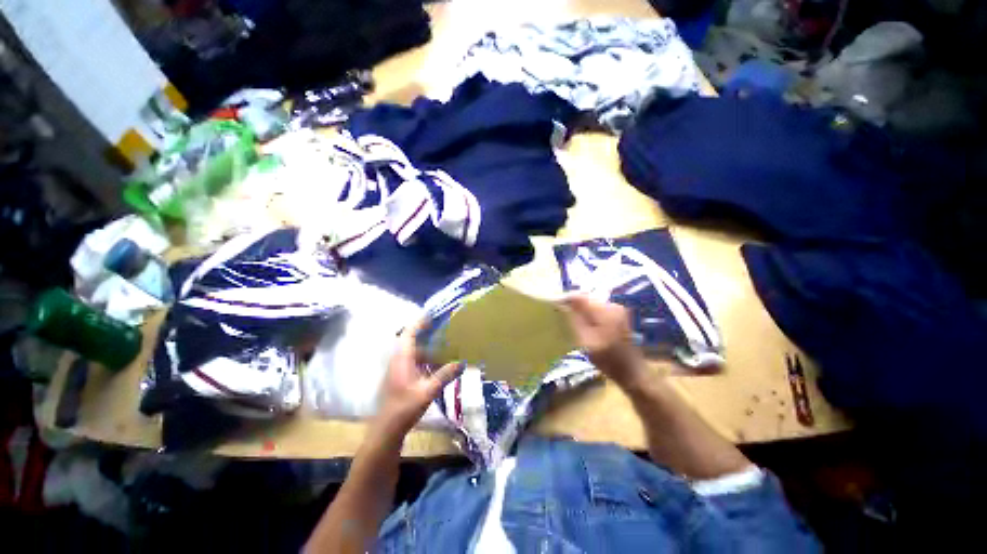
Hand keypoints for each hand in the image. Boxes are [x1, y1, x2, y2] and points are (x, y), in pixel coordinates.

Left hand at [375, 319, 461, 437]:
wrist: (387, 429)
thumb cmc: (405, 408)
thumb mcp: (428, 391)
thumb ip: (445, 375)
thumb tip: (462, 362)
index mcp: (402, 359)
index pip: (409, 333)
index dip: (419, 322)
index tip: (432, 314)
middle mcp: (398, 360)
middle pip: (411, 340)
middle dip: (426, 333)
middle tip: (443, 328)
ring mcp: (397, 369)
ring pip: (413, 351)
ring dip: (427, 348)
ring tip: (444, 346)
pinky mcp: (399, 377)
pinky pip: (413, 361)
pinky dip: (425, 359)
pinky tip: (437, 365)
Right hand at [562, 295, 645, 387]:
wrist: (631, 372)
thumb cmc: (607, 360)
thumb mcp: (585, 341)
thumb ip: (574, 319)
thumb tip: (562, 304)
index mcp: (605, 310)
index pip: (580, 297)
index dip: (566, 299)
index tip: (554, 305)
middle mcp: (613, 305)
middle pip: (587, 298)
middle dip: (573, 304)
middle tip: (560, 313)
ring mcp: (617, 310)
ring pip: (592, 304)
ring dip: (580, 309)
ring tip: (569, 319)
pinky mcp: (618, 316)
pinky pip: (598, 309)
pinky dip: (589, 314)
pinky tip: (583, 323)